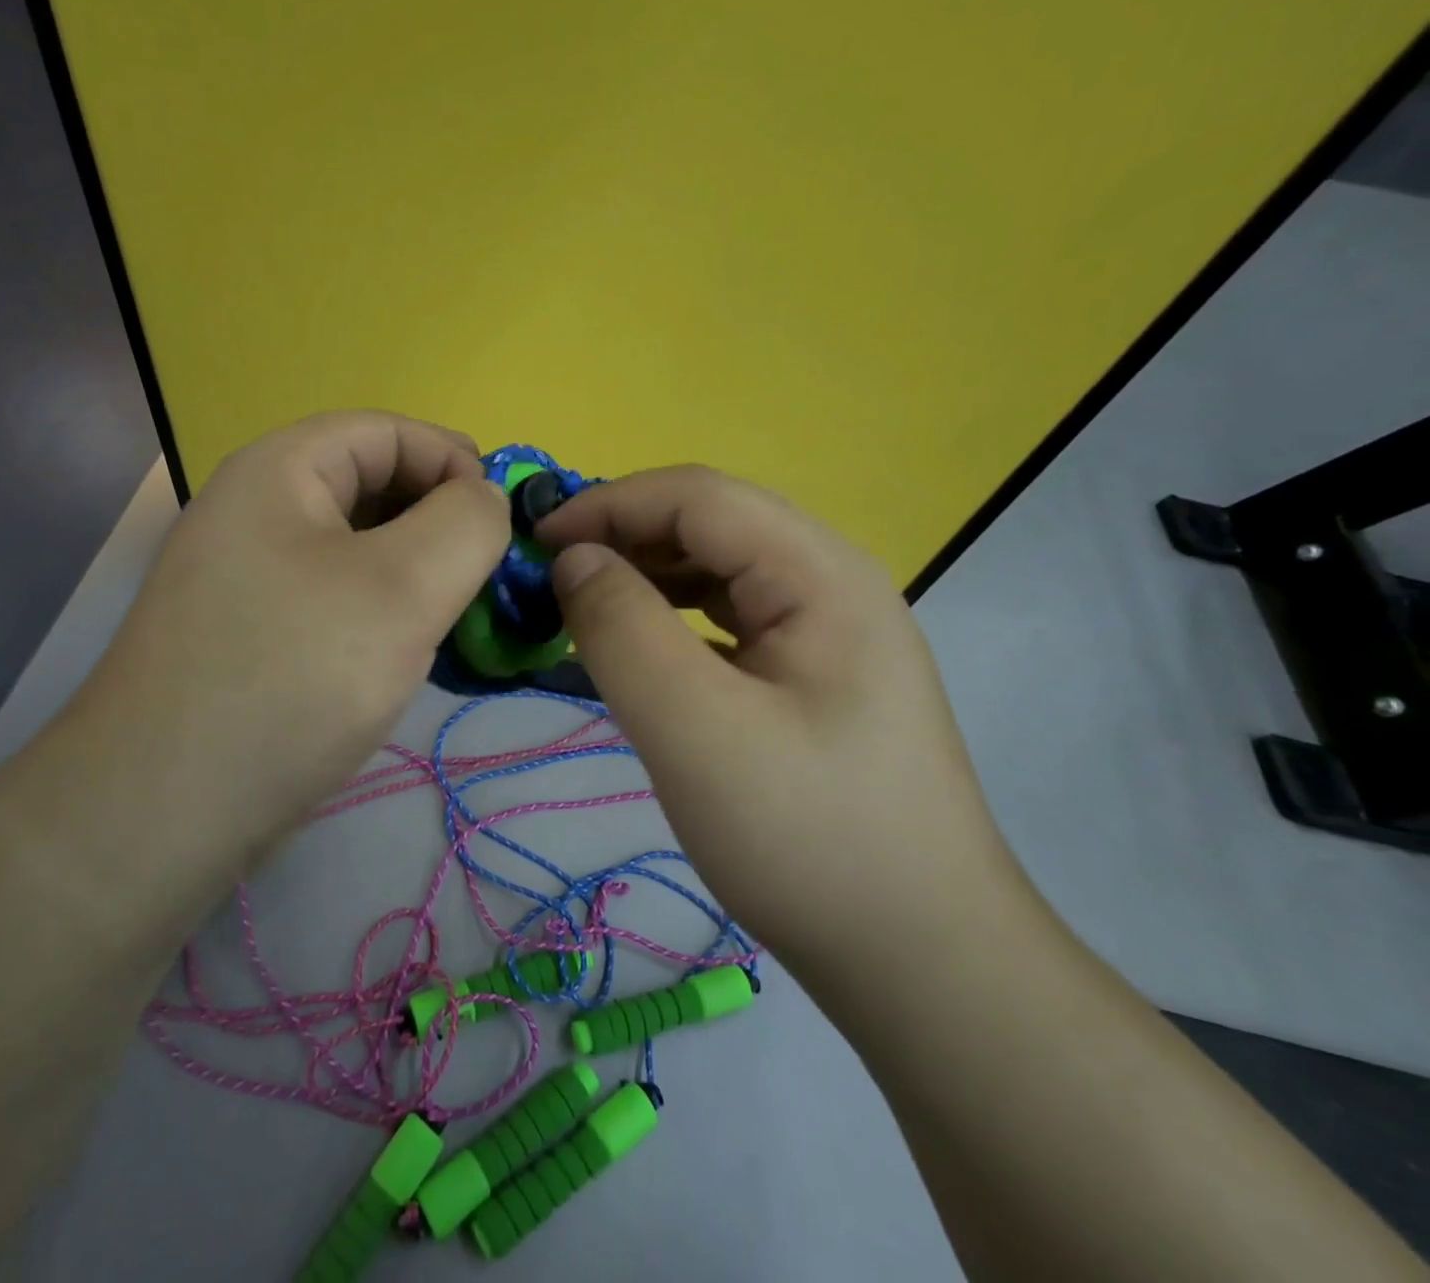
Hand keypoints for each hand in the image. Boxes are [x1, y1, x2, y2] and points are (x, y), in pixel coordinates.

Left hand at [71, 412, 510, 871]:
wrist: (164, 810)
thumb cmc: (292, 677)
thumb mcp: (402, 588)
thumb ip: (466, 524)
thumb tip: (486, 498)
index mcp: (280, 471)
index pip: (387, 431)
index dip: (454, 461)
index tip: (503, 522)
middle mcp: (256, 510)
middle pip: (370, 486)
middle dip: (438, 521)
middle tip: (485, 577)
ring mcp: (248, 575)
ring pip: (356, 548)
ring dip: (415, 572)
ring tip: (454, 618)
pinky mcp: (252, 633)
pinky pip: (334, 596)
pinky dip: (382, 611)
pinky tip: (405, 653)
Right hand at [536, 465, 1026, 985]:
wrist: (921, 961)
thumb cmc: (807, 839)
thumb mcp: (693, 728)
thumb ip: (622, 628)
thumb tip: (574, 561)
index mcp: (820, 573)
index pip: (698, 496)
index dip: (608, 504)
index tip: (536, 544)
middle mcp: (831, 583)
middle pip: (711, 525)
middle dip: (624, 537)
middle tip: (552, 582)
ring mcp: (829, 632)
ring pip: (719, 571)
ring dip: (646, 575)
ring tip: (585, 610)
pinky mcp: (815, 677)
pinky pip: (729, 620)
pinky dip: (672, 619)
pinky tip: (641, 651)